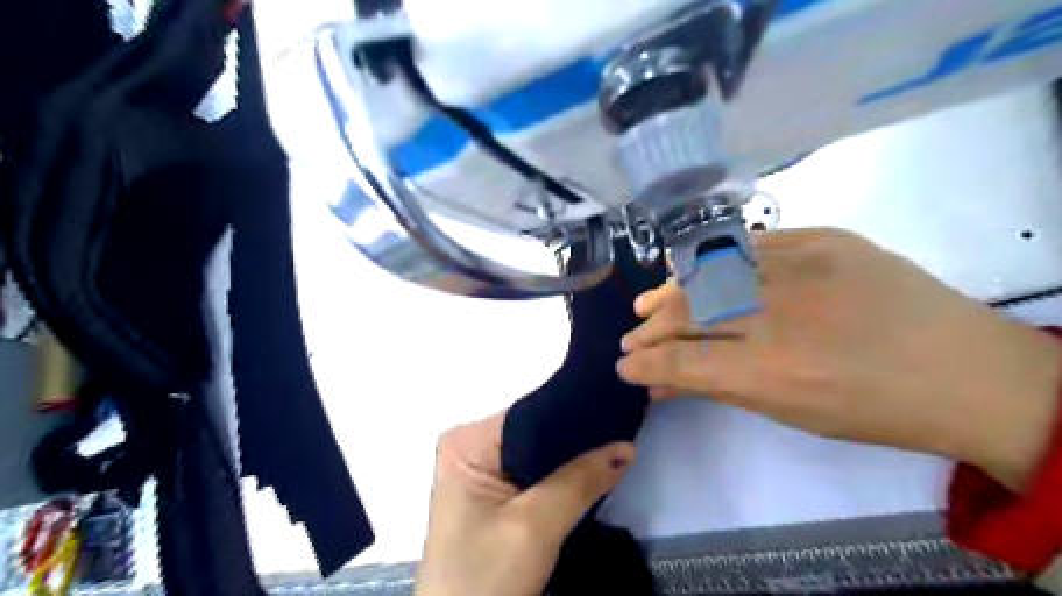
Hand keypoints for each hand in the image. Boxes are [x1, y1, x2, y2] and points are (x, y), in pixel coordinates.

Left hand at [411, 410, 629, 595]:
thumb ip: (580, 480)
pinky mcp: (493, 496)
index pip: (531, 413)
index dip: (575, 413)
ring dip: (573, 457)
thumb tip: (626, 445)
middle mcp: (471, 447)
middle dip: (577, 437)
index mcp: (467, 441)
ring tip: (617, 444)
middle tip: (624, 427)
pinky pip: (536, 474)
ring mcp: (481, 472)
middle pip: (536, 432)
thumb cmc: (485, 580)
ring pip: (540, 454)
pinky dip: (563, 475)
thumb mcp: (534, 526)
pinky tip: (594, 469)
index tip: (617, 408)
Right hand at [618, 225, 1056, 487]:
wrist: (967, 370)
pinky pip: (751, 244)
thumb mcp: (789, 412)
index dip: (645, 362)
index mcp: (775, 371)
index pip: (683, 360)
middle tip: (633, 337)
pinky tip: (695, 271)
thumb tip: (661, 382)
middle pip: (689, 312)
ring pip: (711, 272)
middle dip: (651, 328)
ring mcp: (804, 266)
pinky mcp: (826, 238)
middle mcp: (782, 313)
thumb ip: (717, 389)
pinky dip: (715, 260)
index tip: (624, 365)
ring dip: (672, 290)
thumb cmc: (874, 409)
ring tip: (650, 302)